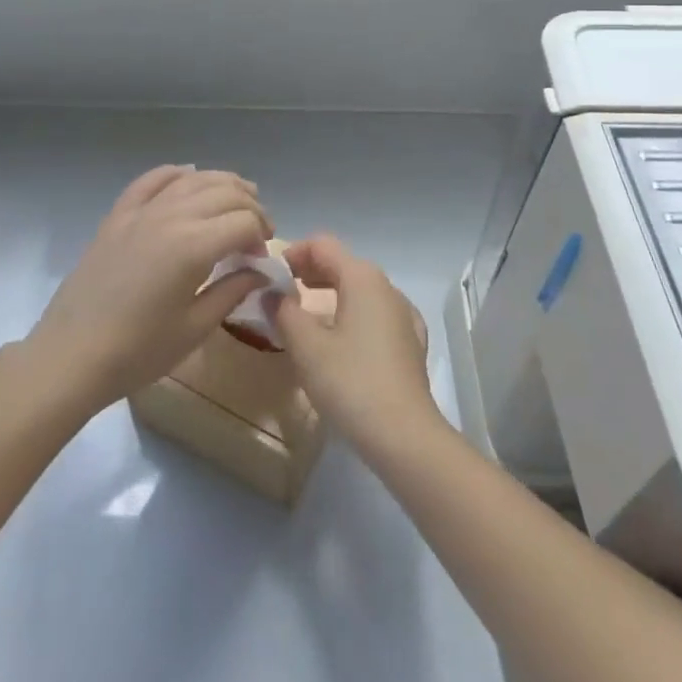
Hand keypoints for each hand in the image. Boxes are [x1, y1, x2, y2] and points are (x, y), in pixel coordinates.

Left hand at [29, 165, 273, 412]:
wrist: (71, 355)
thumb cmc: (138, 350)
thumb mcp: (194, 328)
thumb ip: (232, 291)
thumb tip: (259, 271)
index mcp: (194, 246)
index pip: (244, 222)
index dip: (261, 235)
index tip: (260, 258)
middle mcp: (171, 216)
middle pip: (225, 193)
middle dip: (250, 207)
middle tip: (257, 232)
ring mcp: (142, 211)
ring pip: (193, 179)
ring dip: (222, 184)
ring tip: (238, 199)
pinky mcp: (119, 214)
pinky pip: (152, 179)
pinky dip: (176, 173)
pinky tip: (189, 177)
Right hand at [273, 234, 439, 450]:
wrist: (405, 436)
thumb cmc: (351, 383)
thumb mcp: (306, 347)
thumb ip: (285, 312)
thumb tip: (273, 294)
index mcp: (362, 278)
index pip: (323, 245)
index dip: (294, 252)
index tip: (271, 274)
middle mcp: (387, 287)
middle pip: (343, 264)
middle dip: (311, 272)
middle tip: (282, 292)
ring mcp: (404, 314)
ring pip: (360, 290)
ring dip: (331, 294)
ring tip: (306, 316)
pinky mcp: (411, 343)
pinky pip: (375, 314)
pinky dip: (353, 315)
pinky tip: (342, 340)